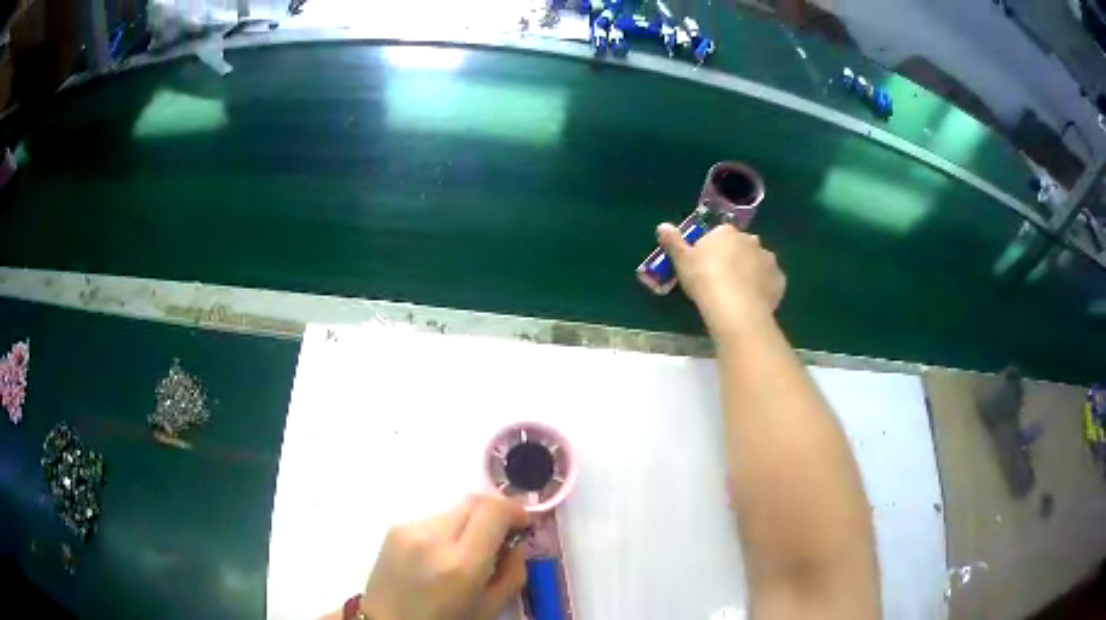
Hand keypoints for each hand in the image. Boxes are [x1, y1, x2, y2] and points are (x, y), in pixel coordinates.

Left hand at [360, 494, 529, 619]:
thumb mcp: (490, 607)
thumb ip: (513, 572)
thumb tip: (517, 541)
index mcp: (461, 563)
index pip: (494, 511)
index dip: (515, 510)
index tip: (523, 523)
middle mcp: (433, 537)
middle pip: (474, 502)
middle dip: (494, 512)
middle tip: (501, 535)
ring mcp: (409, 529)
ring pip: (453, 509)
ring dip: (469, 522)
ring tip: (467, 550)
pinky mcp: (394, 528)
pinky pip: (432, 518)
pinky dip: (447, 529)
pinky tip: (441, 553)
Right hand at [656, 223, 785, 334]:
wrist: (734, 307)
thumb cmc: (704, 279)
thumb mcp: (682, 261)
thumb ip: (674, 242)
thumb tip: (662, 226)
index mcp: (727, 233)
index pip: (721, 235)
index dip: (714, 250)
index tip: (707, 266)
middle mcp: (751, 240)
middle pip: (742, 246)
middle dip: (736, 258)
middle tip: (723, 280)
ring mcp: (768, 259)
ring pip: (759, 263)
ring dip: (752, 272)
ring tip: (739, 294)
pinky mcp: (779, 280)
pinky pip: (770, 281)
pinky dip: (764, 288)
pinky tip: (754, 302)